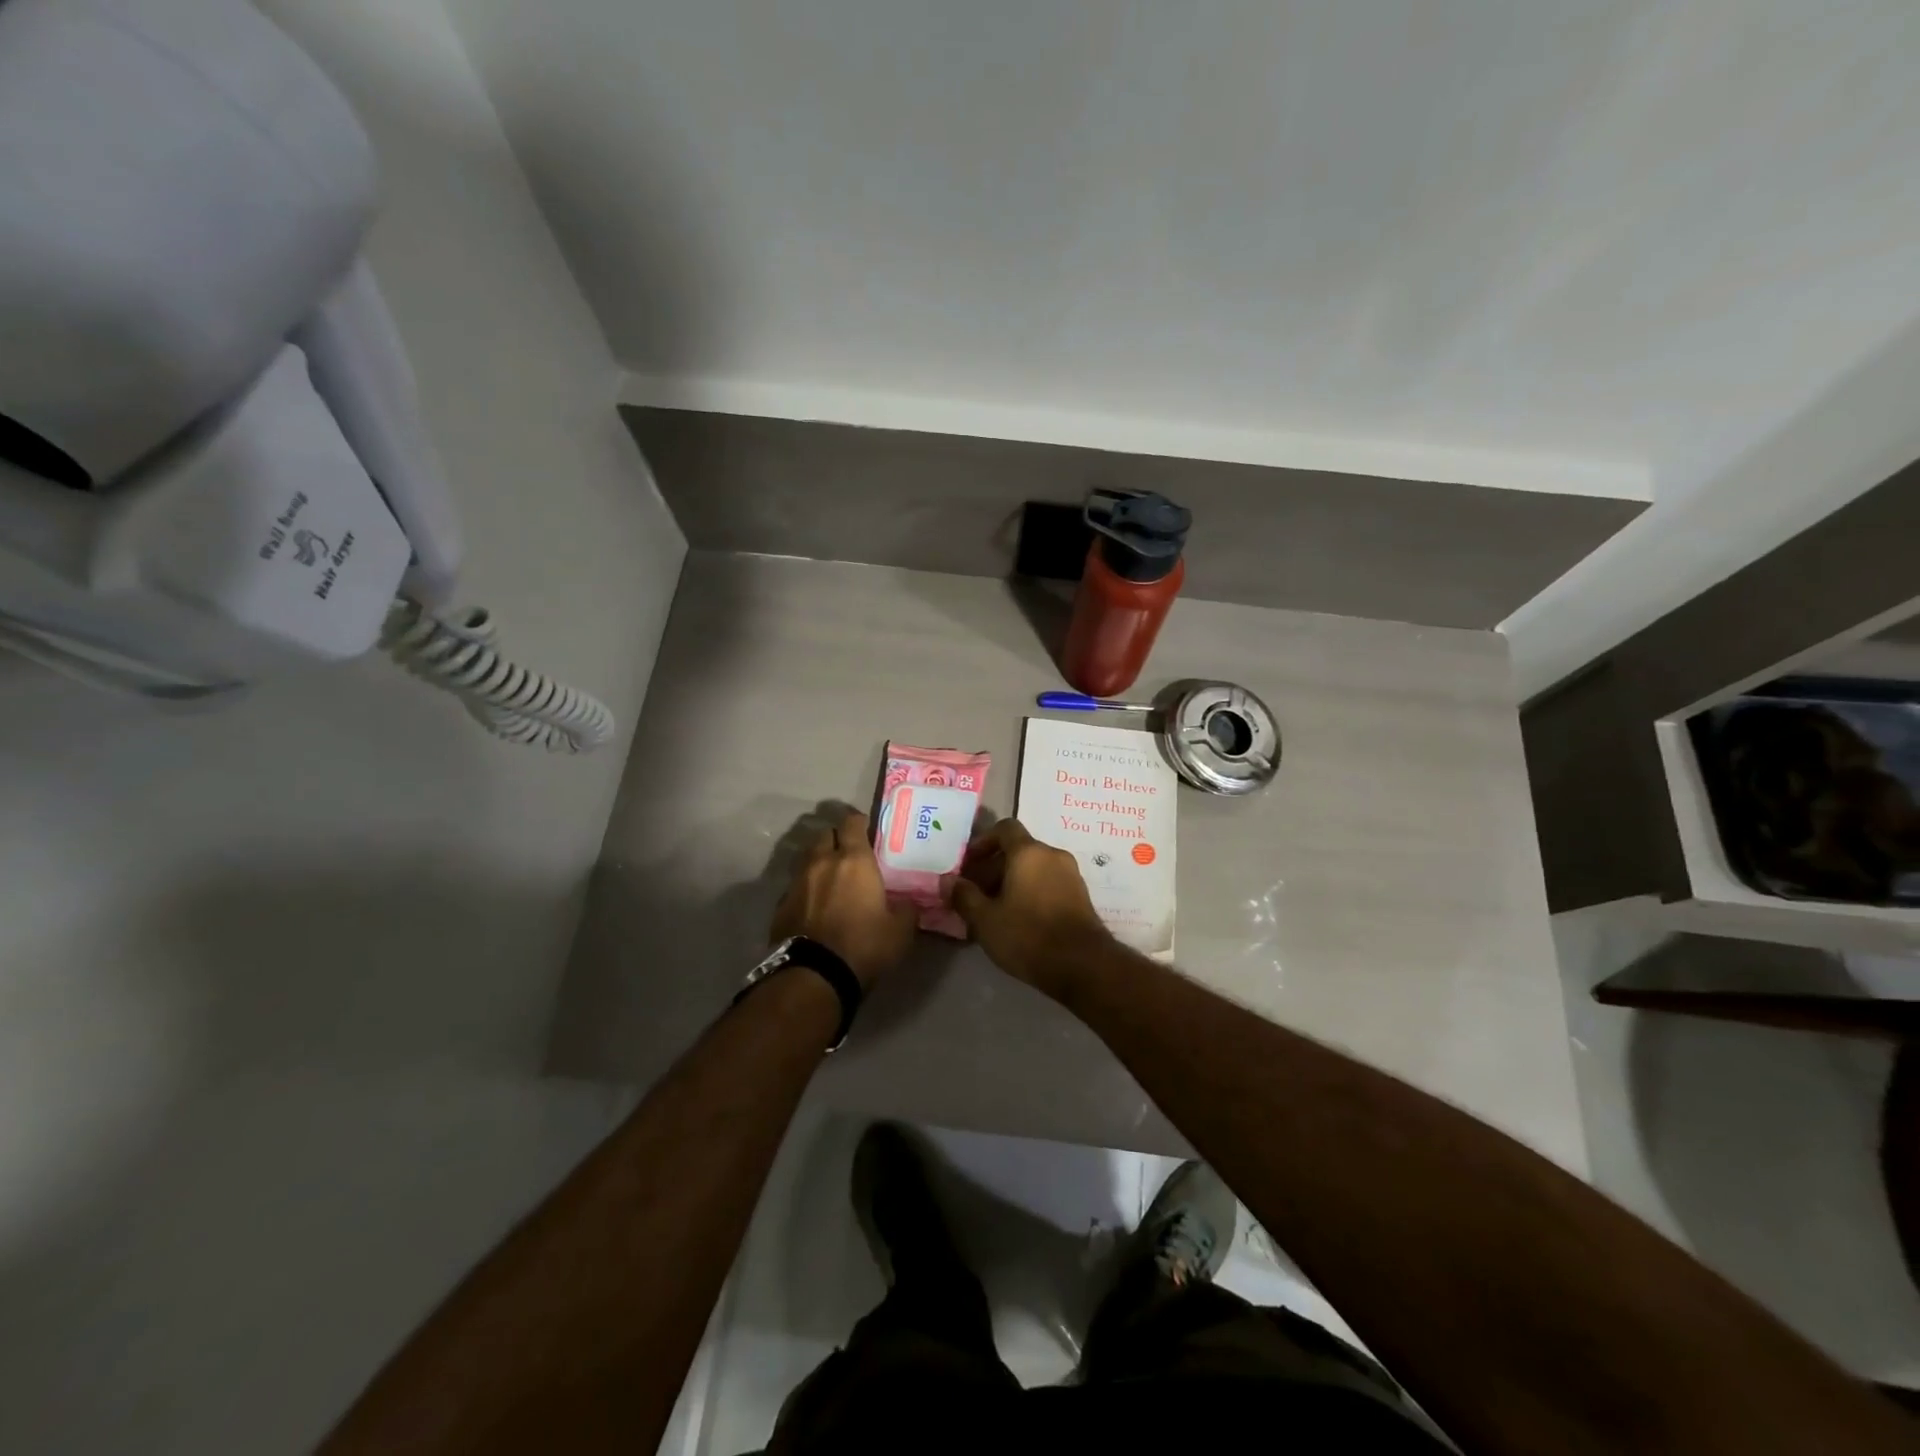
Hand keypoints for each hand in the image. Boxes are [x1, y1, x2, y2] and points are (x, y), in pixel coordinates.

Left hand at [770, 809, 915, 986]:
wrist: (814, 976)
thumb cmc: (863, 946)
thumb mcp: (900, 931)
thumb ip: (907, 910)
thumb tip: (909, 903)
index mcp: (854, 860)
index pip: (852, 822)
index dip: (860, 822)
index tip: (868, 830)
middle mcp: (822, 862)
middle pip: (825, 834)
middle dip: (837, 839)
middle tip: (850, 854)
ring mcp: (797, 882)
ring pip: (807, 858)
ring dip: (819, 862)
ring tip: (831, 878)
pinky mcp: (780, 905)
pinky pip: (796, 886)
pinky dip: (806, 889)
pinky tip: (815, 905)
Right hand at [951, 819, 1111, 995]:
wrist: (1083, 965)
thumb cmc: (1028, 935)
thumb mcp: (986, 919)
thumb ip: (964, 896)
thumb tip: (948, 881)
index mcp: (1029, 852)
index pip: (1004, 828)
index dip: (983, 842)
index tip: (968, 865)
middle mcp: (1052, 855)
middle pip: (1018, 850)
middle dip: (993, 867)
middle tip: (975, 894)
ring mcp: (1070, 875)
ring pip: (1034, 868)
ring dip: (1012, 881)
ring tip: (994, 910)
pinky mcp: (1080, 896)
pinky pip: (1048, 882)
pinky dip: (1031, 891)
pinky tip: (1018, 919)